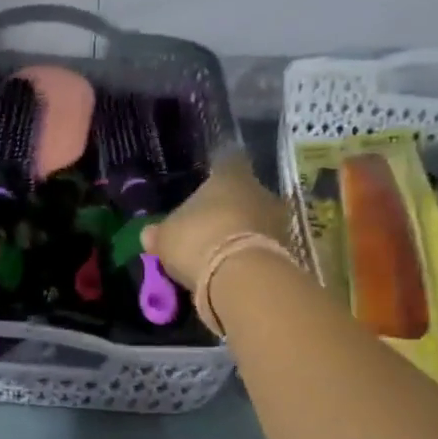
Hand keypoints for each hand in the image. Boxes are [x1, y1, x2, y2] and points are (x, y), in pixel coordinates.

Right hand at [142, 150, 288, 288]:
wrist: (242, 277)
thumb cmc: (198, 240)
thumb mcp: (166, 238)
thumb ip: (160, 233)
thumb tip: (149, 233)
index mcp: (230, 176)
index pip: (227, 161)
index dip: (217, 170)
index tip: (209, 180)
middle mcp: (260, 191)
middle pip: (245, 193)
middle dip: (231, 207)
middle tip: (211, 224)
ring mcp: (278, 221)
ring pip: (257, 221)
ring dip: (244, 232)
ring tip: (222, 252)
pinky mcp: (287, 251)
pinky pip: (264, 247)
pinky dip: (251, 255)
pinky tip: (234, 270)